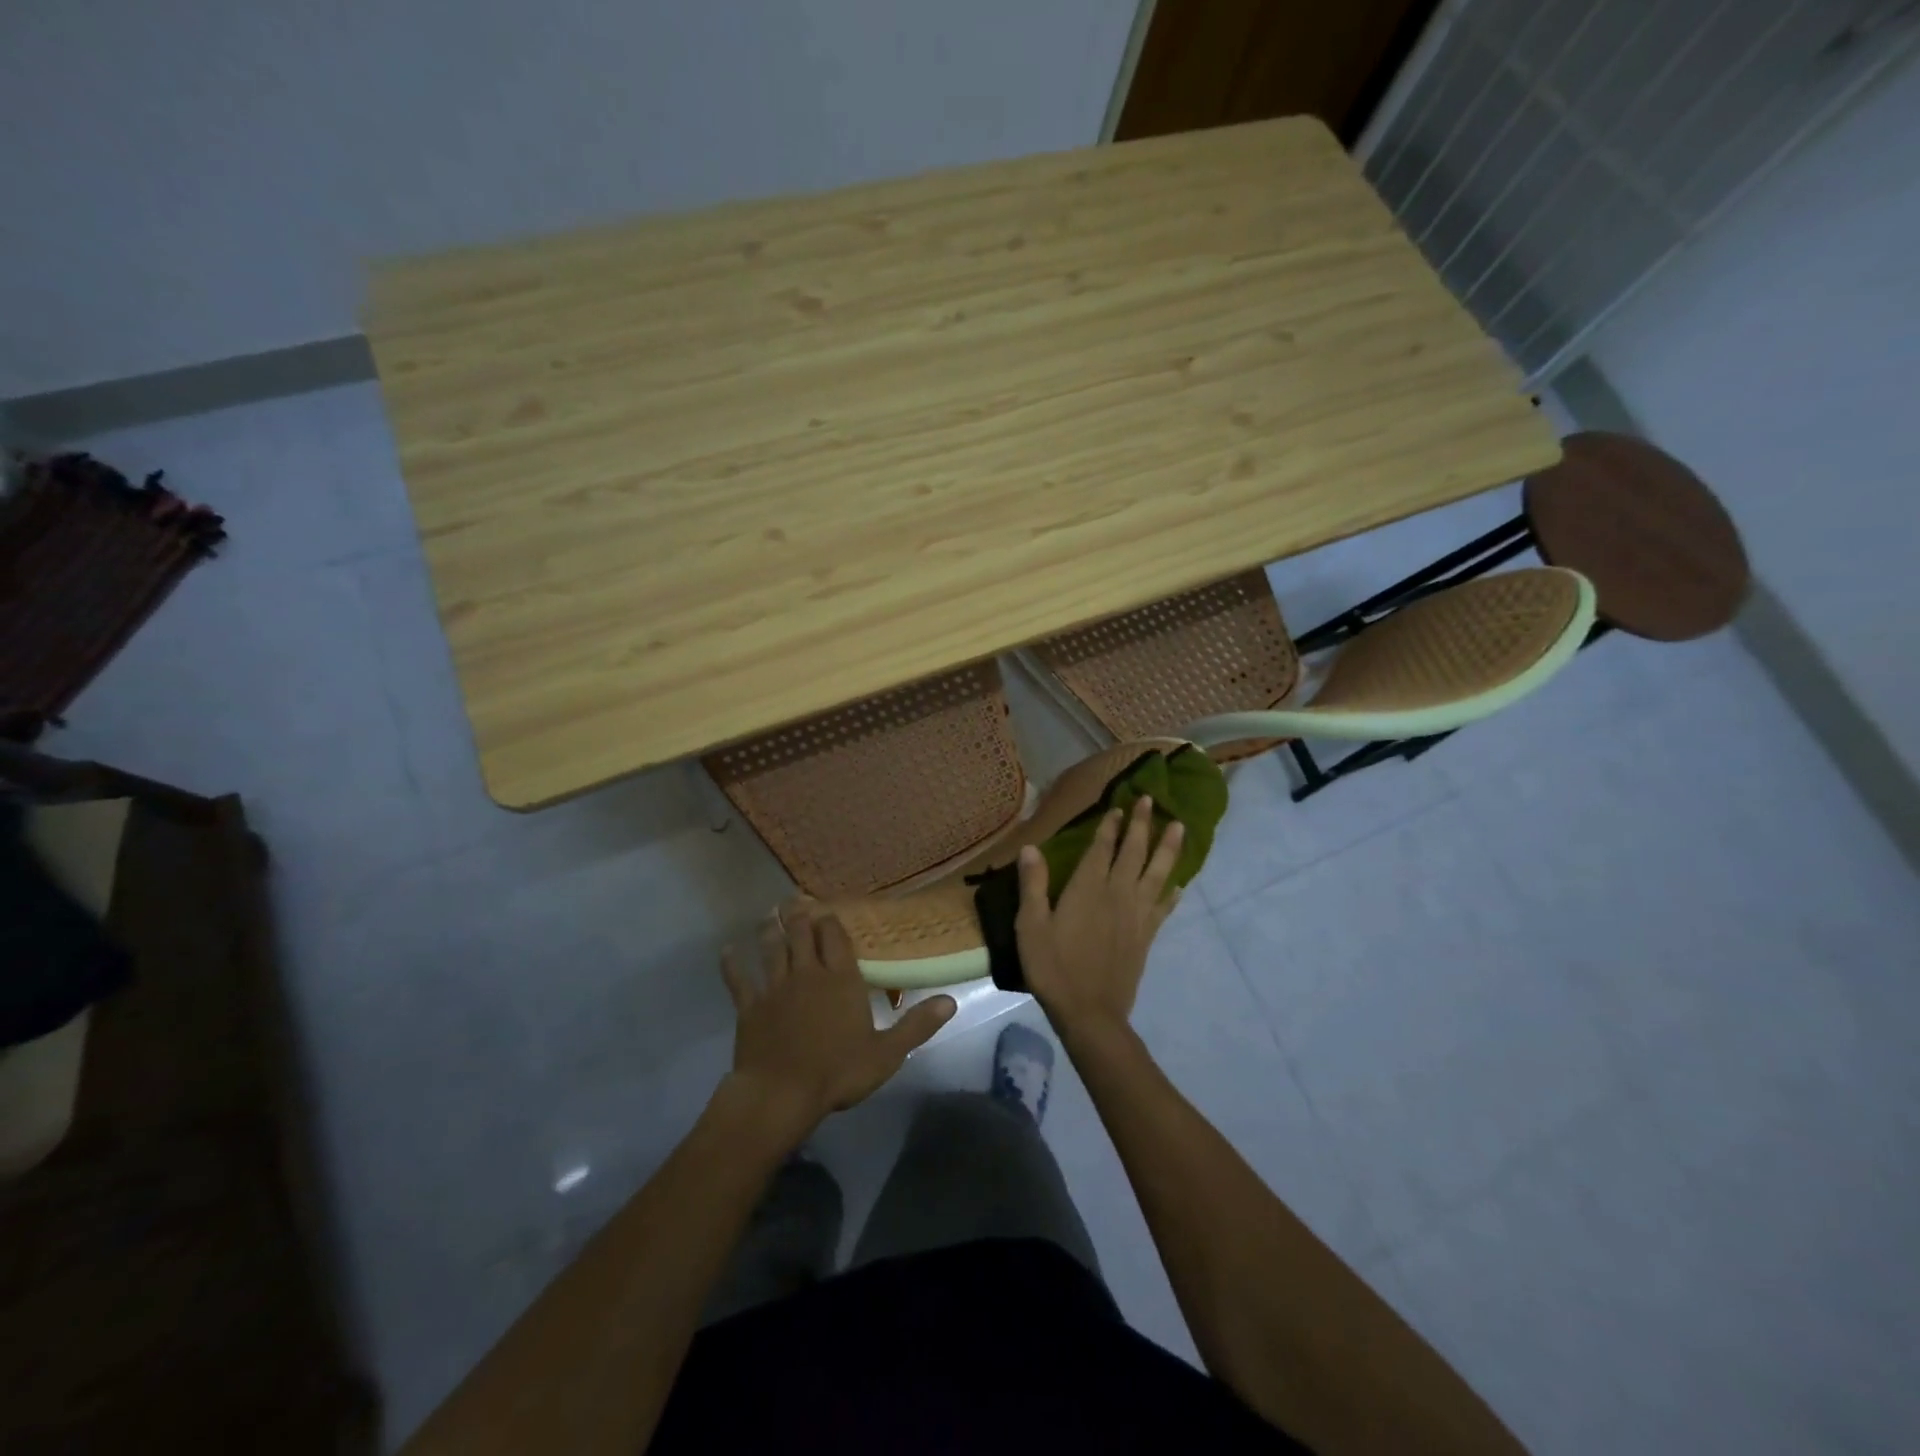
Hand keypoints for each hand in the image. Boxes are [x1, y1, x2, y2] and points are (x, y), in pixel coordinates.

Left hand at [720, 906, 955, 1144]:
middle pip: (802, 934)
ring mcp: (775, 987)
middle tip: (795, 898)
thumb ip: (917, 1025)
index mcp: (841, 979)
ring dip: (770, 929)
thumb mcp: (887, 1053)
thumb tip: (950, 1001)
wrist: (780, 1093)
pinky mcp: (749, 1006)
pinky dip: (733, 964)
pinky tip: (728, 951)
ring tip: (769, 913)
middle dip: (800, 915)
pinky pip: (739, 980)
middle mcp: (807, 973)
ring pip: (772, 948)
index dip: (831, 921)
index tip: (827, 909)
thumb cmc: (838, 1072)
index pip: (836, 938)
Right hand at [1016, 795, 1183, 1039]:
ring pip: (1157, 874)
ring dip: (1168, 849)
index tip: (1121, 806)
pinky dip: (1171, 892)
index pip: (1103, 849)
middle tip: (1152, 801)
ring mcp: (1136, 916)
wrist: (1090, 1012)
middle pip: (1134, 853)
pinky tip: (1178, 884)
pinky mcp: (1146, 937)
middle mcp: (1117, 894)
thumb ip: (1033, 885)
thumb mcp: (1031, 926)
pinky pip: (1163, 907)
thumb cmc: (1054, 967)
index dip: (1111, 826)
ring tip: (1179, 827)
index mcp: (1088, 889)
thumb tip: (1030, 847)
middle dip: (1142, 825)